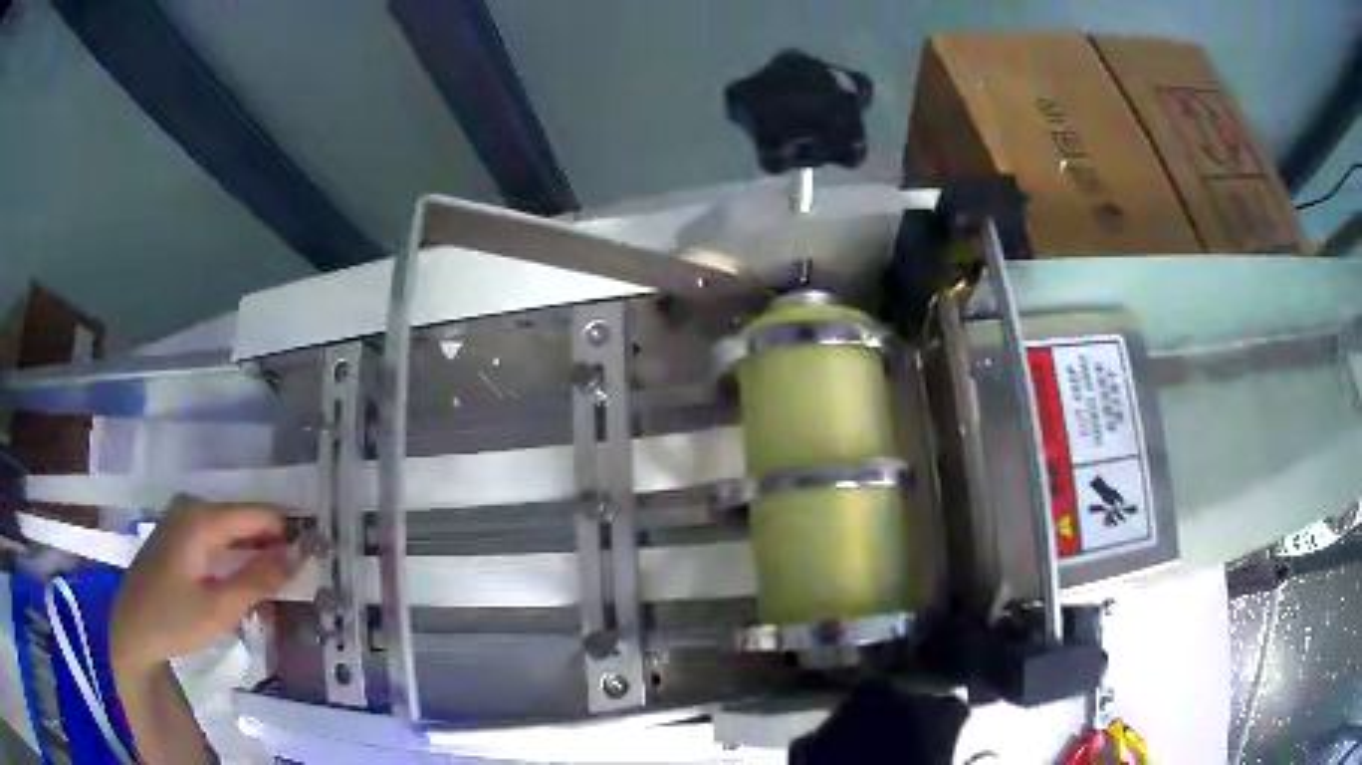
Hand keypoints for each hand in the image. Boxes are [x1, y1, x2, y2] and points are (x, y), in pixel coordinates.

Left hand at [111, 498, 292, 673]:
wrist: (132, 629)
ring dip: (253, 557)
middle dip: (270, 550)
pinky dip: (234, 559)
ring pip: (231, 531)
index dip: (288, 536)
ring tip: (272, 592)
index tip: (312, 564)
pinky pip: (216, 537)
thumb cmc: (174, 620)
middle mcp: (192, 506)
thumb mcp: (220, 608)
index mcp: (202, 517)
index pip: (259, 514)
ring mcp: (181, 517)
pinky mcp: (177, 533)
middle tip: (293, 588)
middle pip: (245, 520)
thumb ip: (259, 579)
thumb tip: (299, 555)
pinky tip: (242, 585)